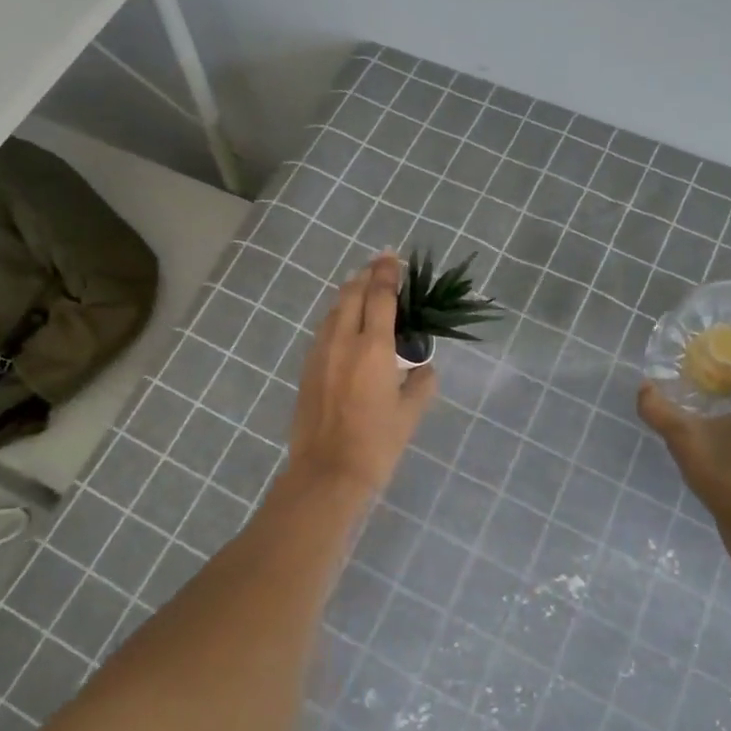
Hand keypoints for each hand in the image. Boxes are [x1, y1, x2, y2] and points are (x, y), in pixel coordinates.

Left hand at [287, 253, 436, 494]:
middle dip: (367, 275)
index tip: (393, 257)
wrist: (327, 472)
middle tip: (380, 266)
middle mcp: (342, 341)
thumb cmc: (376, 444)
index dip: (387, 272)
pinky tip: (346, 324)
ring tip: (364, 289)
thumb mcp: (410, 413)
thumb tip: (423, 367)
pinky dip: (338, 316)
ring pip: (334, 310)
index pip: (380, 296)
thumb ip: (421, 382)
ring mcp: (320, 353)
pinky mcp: (307, 367)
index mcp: (373, 348)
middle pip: (352, 294)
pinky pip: (324, 329)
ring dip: (350, 293)